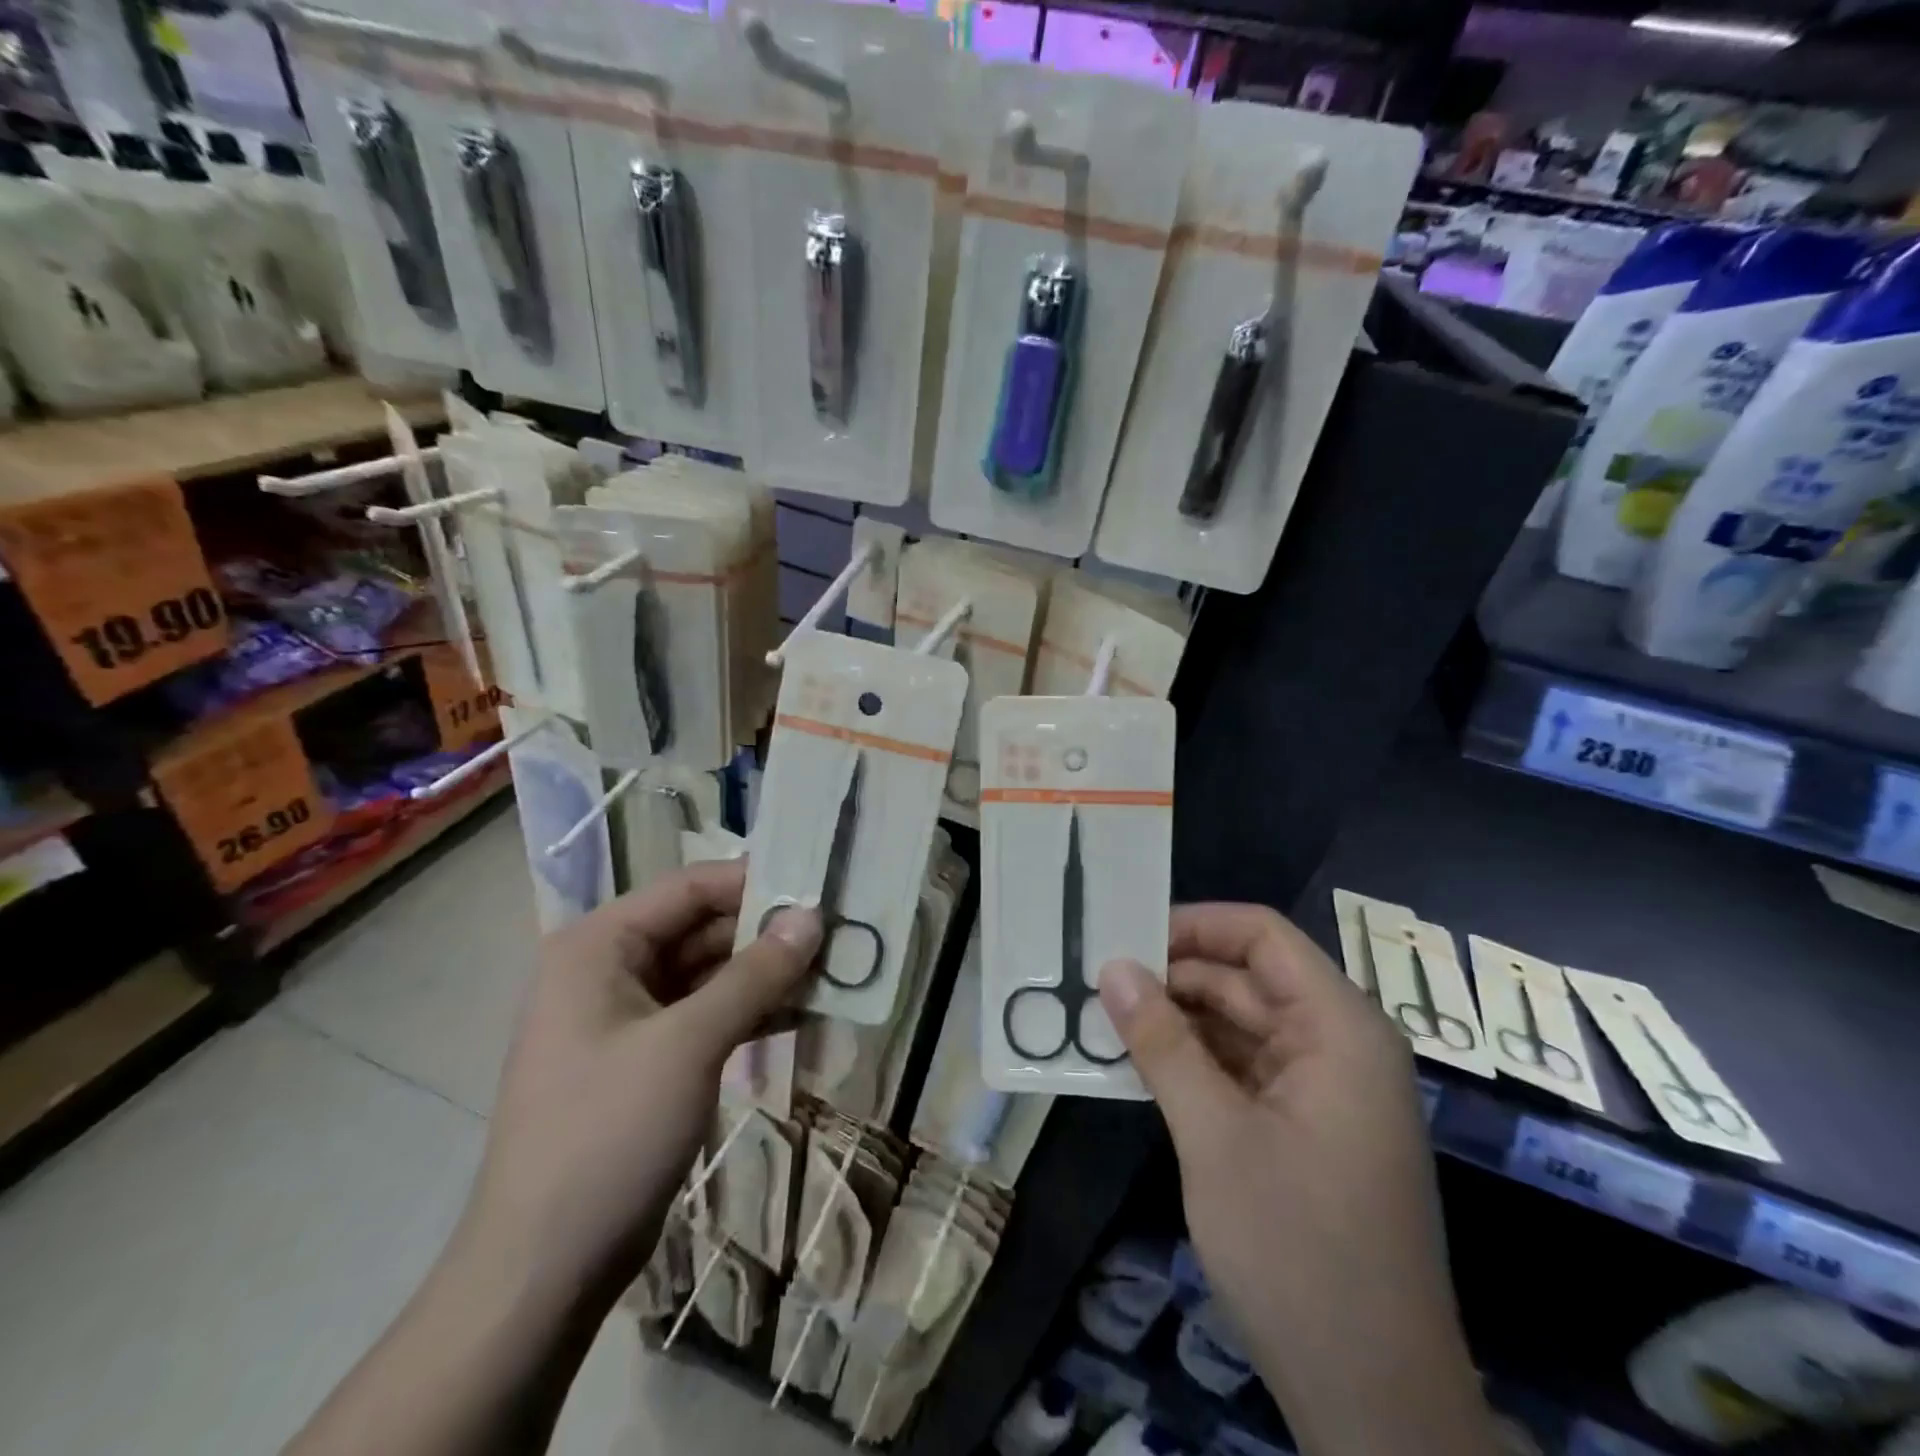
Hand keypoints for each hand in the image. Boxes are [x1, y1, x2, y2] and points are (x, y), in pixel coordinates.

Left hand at [464, 859, 821, 1300]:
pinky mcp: (646, 1057)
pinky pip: (706, 1013)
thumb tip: (812, 917)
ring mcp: (627, 1015)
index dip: (756, 882)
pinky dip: (750, 1010)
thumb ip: (755, 974)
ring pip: (709, 972)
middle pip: (701, 927)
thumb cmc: (607, 1135)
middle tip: (838, 933)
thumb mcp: (689, 1044)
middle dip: (767, 932)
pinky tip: (803, 1012)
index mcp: (599, 945)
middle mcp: (609, 967)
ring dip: (766, 973)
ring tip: (833, 970)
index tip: (820, 888)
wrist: (543, 1269)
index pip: (690, 887)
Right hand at [1099, 904, 1491, 1455]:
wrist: (1374, 1401)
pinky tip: (1137, 1065)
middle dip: (1173, 977)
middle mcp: (1337, 1045)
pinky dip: (1193, 1063)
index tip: (1126, 934)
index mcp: (1339, 1029)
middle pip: (1247, 979)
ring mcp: (1323, 1090)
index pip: (1263, 936)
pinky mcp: (1305, 1128)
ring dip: (1176, 1022)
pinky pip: (1242, 1069)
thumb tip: (1111, 967)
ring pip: (1239, 1025)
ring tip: (1102, 1017)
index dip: (1195, 924)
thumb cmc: (1298, 1251)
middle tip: (1095, 979)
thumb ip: (1161, 1043)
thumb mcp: (1215, 1136)